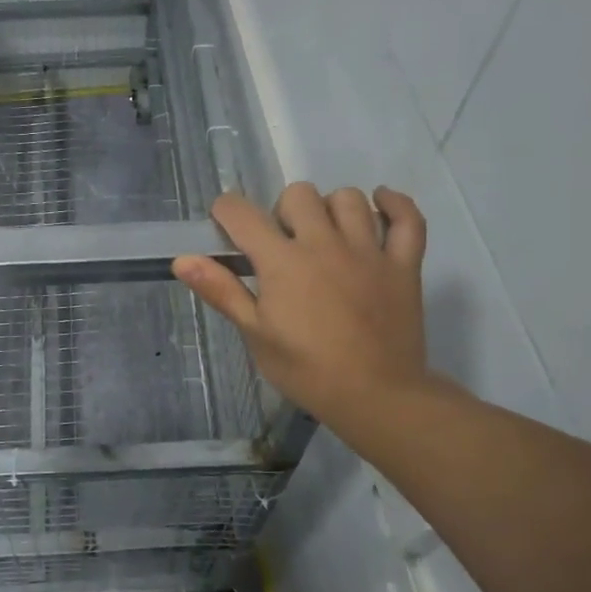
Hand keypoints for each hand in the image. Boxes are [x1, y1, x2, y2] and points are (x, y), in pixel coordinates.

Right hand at [173, 184, 432, 427]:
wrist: (377, 397)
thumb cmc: (307, 370)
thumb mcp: (256, 335)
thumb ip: (222, 291)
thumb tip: (182, 259)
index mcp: (282, 262)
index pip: (242, 213)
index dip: (226, 211)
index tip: (226, 226)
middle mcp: (324, 243)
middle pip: (298, 194)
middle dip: (282, 211)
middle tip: (282, 245)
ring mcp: (368, 250)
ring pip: (348, 198)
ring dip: (331, 208)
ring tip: (327, 234)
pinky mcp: (403, 264)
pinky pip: (408, 219)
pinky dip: (396, 205)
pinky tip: (380, 204)